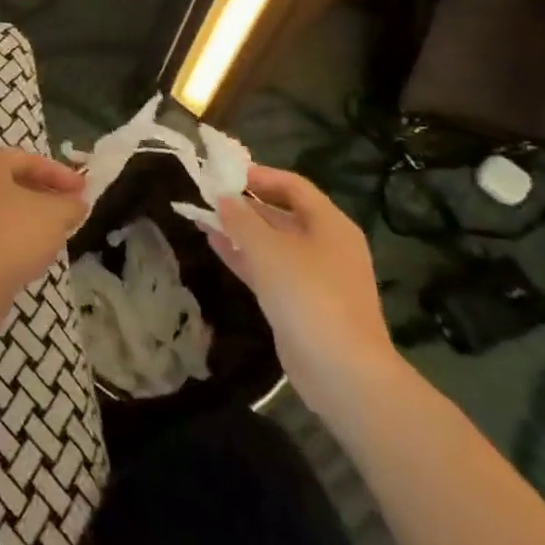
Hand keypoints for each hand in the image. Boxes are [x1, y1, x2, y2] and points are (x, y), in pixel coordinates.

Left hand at [0, 149, 87, 304]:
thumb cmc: (13, 232)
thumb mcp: (54, 214)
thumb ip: (70, 204)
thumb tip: (77, 203)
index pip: (29, 161)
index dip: (62, 175)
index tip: (85, 191)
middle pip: (12, 183)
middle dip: (45, 195)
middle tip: (71, 210)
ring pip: (1, 208)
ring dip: (29, 217)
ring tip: (56, 233)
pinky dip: (13, 236)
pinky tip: (32, 252)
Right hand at [206, 163, 402, 424]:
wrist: (342, 372)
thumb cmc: (308, 295)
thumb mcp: (268, 249)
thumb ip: (241, 219)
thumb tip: (223, 197)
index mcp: (330, 224)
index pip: (293, 186)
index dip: (259, 175)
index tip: (224, 173)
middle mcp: (326, 245)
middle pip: (282, 213)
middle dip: (245, 204)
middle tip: (208, 194)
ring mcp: (315, 276)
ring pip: (272, 242)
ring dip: (239, 229)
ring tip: (203, 216)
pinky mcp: (301, 303)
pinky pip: (268, 268)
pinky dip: (243, 255)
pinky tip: (214, 244)